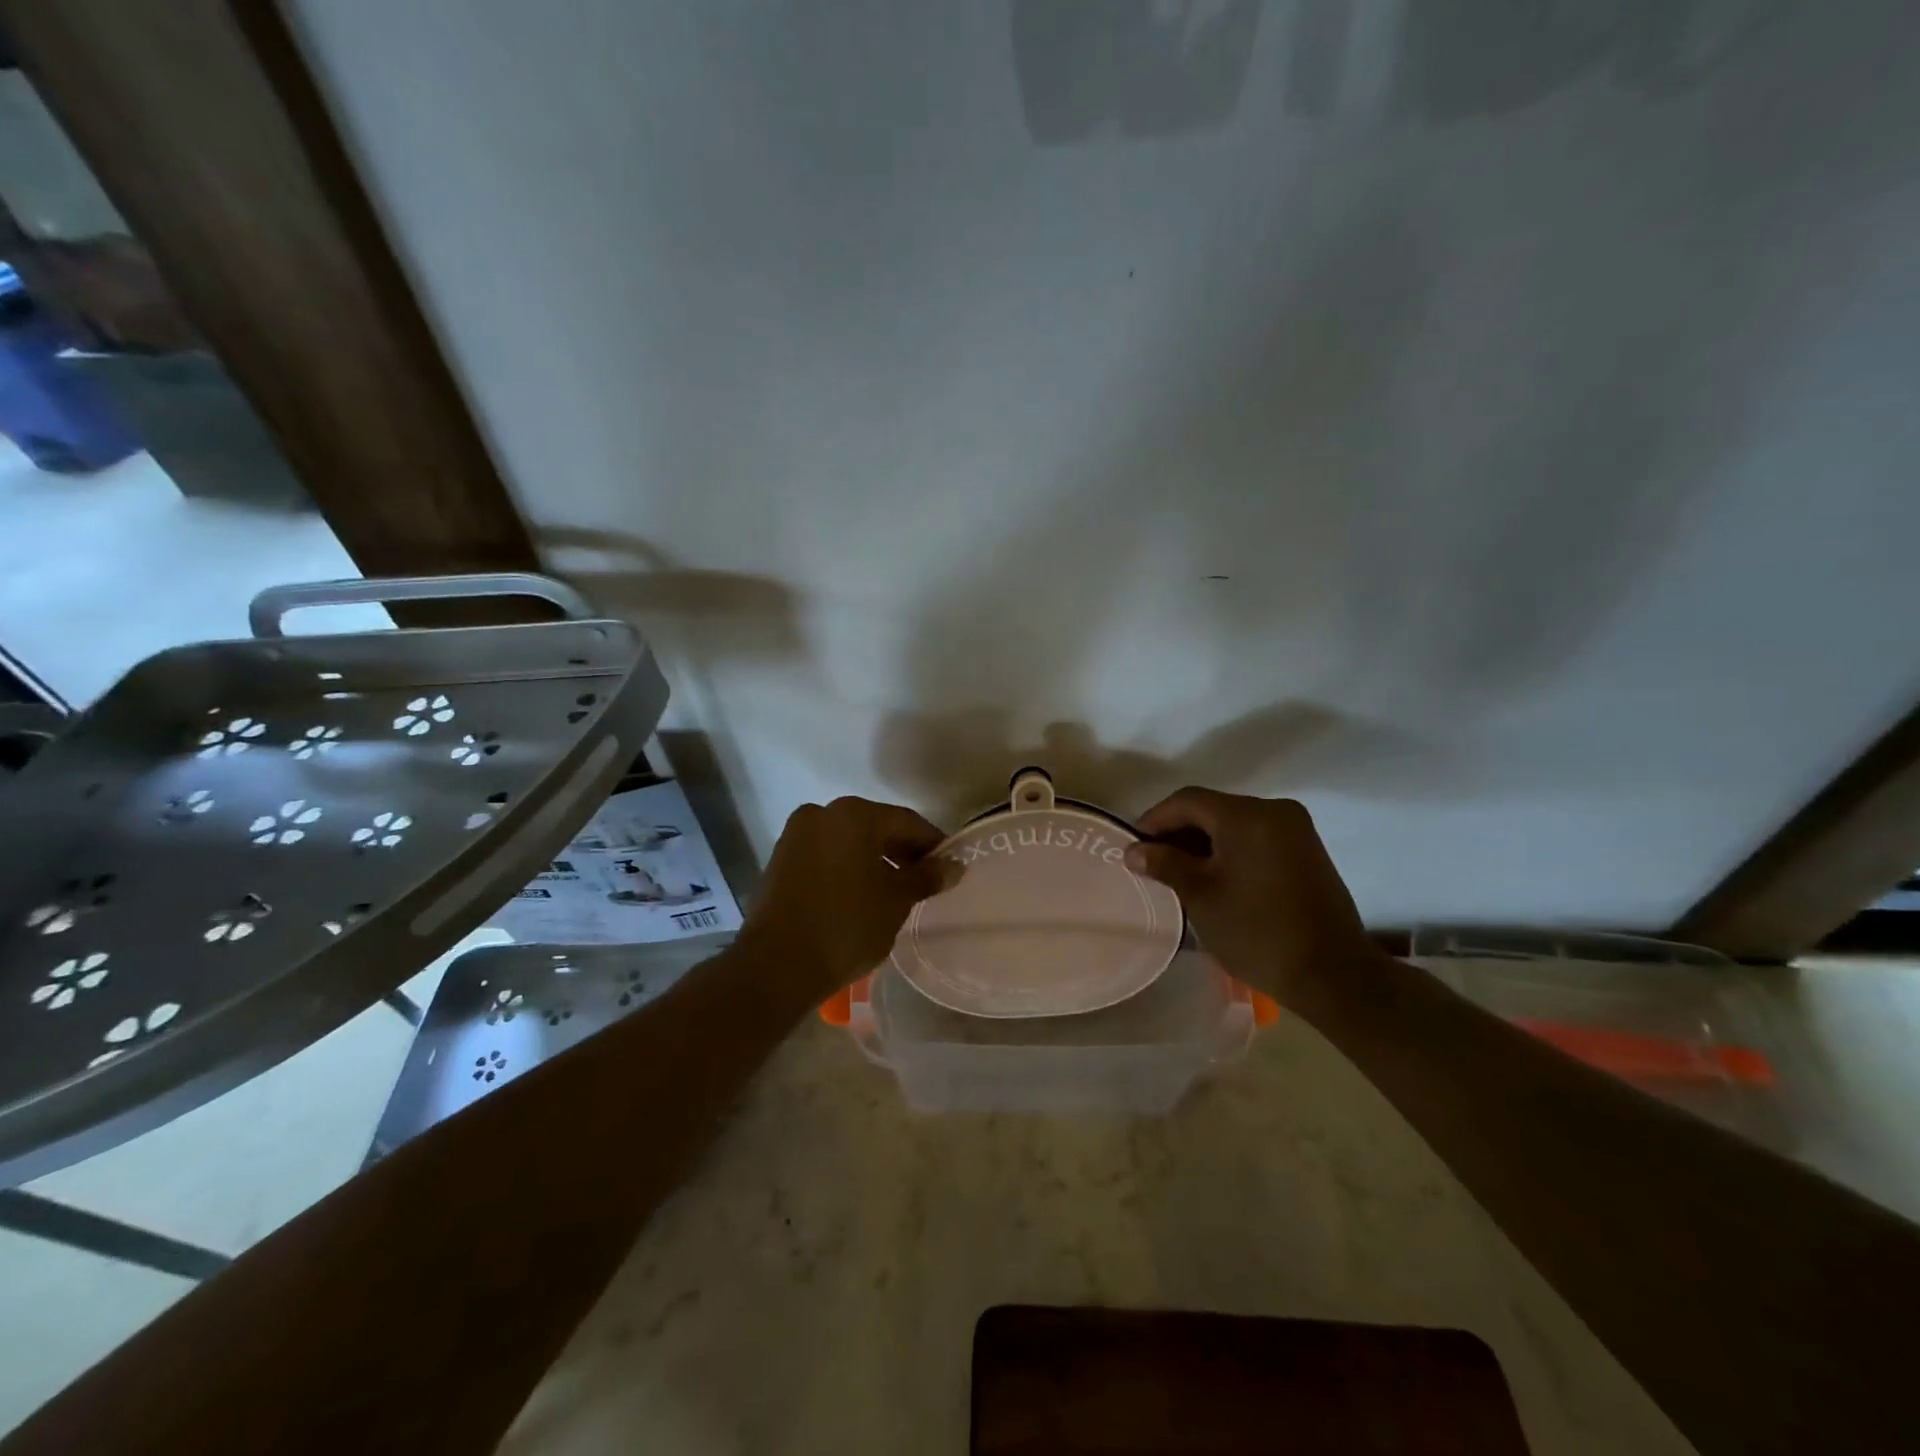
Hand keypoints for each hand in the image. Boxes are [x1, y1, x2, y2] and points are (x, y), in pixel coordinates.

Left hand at [740, 796, 947, 1005]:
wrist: (776, 965)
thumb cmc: (846, 925)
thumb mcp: (896, 901)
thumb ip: (927, 877)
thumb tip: (954, 866)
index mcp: (853, 814)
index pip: (906, 822)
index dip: (933, 844)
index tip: (950, 867)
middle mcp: (821, 813)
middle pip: (876, 827)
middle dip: (903, 852)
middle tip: (926, 881)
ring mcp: (796, 835)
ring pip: (849, 841)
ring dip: (875, 860)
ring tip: (896, 892)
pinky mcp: (780, 860)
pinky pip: (826, 856)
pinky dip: (848, 868)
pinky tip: (862, 895)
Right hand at [1124, 788, 1383, 1015]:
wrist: (1333, 974)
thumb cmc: (1257, 931)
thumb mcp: (1201, 896)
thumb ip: (1165, 864)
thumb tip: (1134, 851)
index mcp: (1247, 815)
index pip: (1188, 800)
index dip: (1155, 819)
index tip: (1133, 846)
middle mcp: (1275, 811)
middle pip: (1212, 809)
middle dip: (1179, 831)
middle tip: (1153, 861)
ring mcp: (1296, 830)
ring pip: (1235, 824)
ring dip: (1204, 842)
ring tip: (1180, 872)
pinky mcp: (1307, 851)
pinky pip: (1256, 837)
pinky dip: (1230, 850)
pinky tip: (1215, 876)